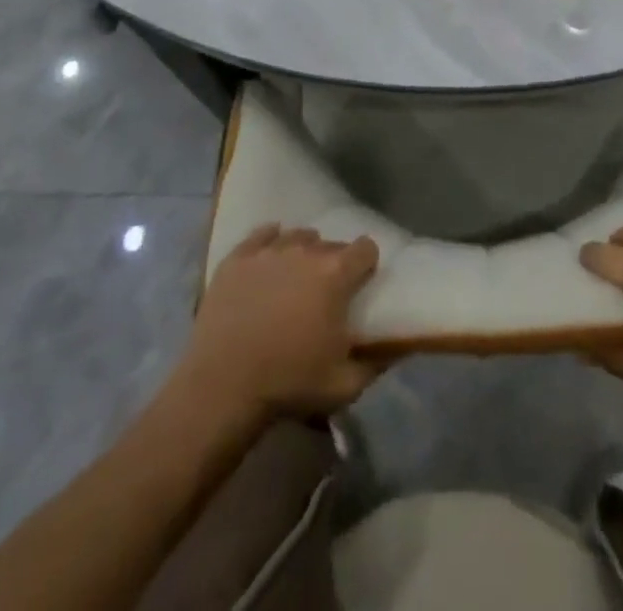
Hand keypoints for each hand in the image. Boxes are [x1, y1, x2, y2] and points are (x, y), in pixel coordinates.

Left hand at [184, 225, 380, 419]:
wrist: (222, 388)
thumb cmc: (289, 383)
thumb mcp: (345, 385)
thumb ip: (378, 362)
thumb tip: (399, 345)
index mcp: (336, 273)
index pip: (366, 248)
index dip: (366, 266)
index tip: (360, 285)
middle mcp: (306, 250)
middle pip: (330, 243)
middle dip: (333, 263)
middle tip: (325, 292)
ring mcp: (269, 250)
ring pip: (297, 236)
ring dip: (302, 253)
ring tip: (294, 279)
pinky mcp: (237, 258)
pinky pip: (261, 235)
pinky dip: (269, 243)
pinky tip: (269, 259)